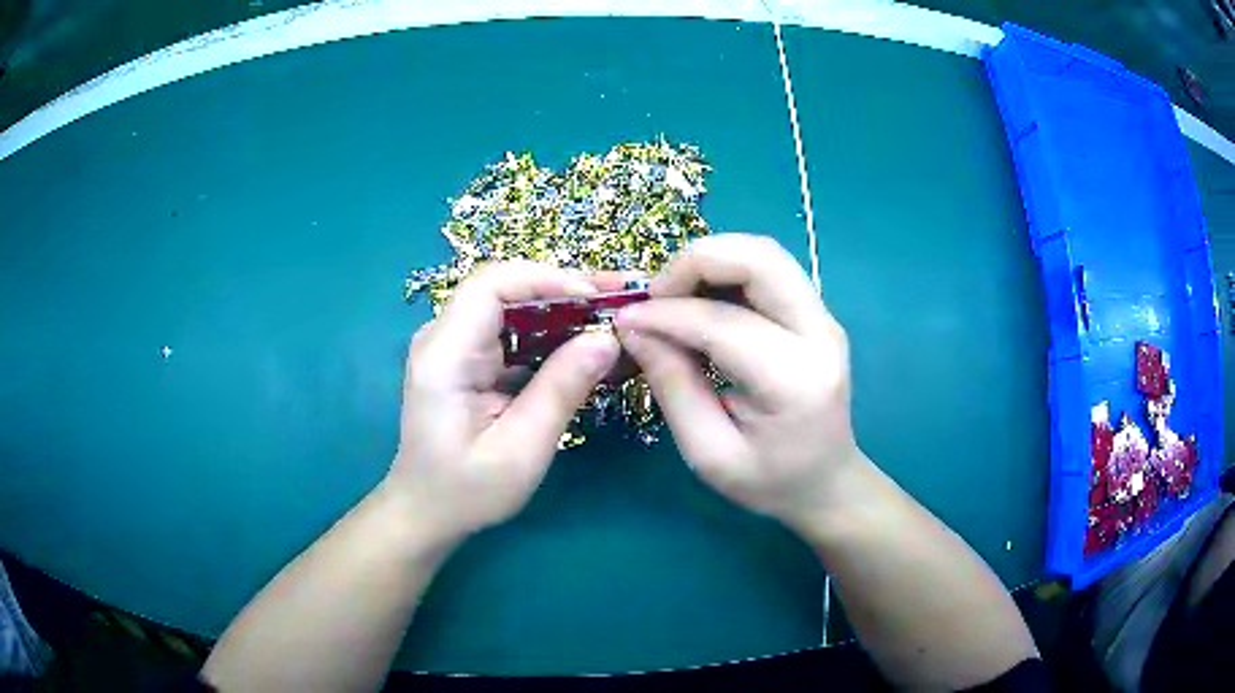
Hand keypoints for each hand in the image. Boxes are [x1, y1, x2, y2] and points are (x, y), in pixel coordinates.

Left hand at [387, 261, 619, 538]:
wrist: (427, 511)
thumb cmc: (467, 490)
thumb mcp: (521, 449)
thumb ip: (561, 390)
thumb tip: (607, 338)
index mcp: (444, 356)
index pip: (490, 286)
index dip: (545, 279)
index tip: (596, 298)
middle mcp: (443, 338)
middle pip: (504, 289)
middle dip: (565, 289)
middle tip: (621, 299)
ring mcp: (454, 346)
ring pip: (512, 306)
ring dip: (563, 310)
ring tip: (613, 317)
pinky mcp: (468, 359)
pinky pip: (512, 332)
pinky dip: (551, 335)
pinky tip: (586, 345)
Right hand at [615, 235, 859, 528]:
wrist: (827, 482)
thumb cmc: (770, 482)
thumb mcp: (709, 453)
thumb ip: (673, 386)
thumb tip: (634, 328)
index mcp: (796, 380)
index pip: (723, 322)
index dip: (666, 314)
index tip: (625, 319)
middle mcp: (820, 335)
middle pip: (759, 259)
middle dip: (696, 261)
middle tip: (655, 295)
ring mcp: (824, 318)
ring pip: (765, 253)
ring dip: (711, 261)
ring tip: (673, 296)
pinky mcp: (816, 313)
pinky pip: (768, 269)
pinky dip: (727, 270)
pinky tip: (700, 300)